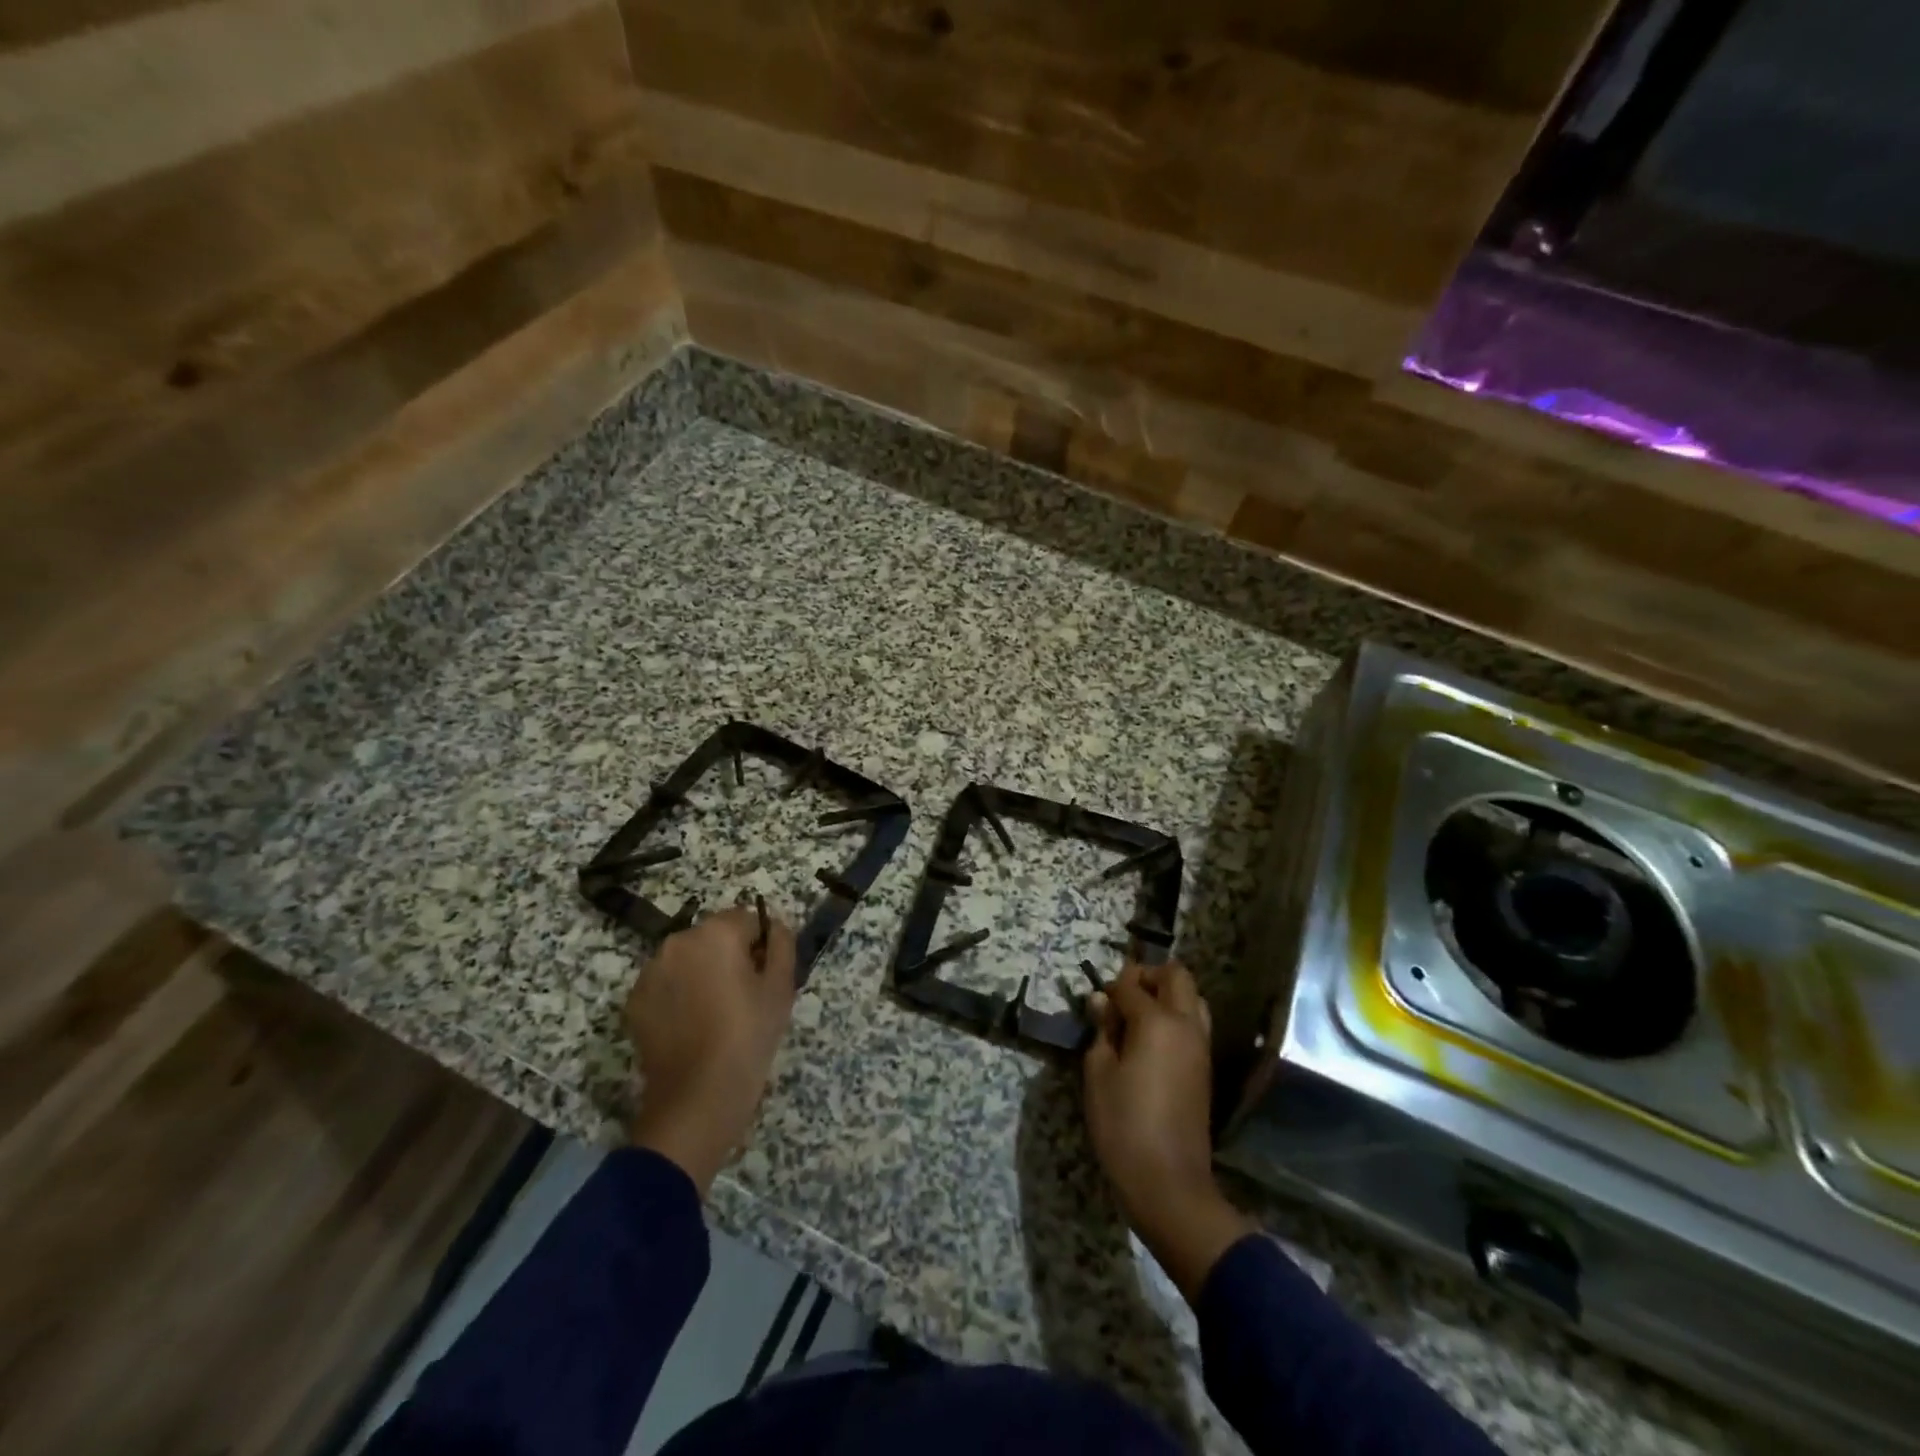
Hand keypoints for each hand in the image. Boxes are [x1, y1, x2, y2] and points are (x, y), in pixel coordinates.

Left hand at [625, 905, 796, 1195]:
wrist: (697, 1100)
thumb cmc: (748, 1037)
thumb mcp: (781, 988)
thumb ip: (782, 944)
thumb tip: (775, 926)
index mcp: (716, 933)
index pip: (748, 920)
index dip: (762, 946)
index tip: (766, 977)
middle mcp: (677, 941)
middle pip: (715, 936)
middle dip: (731, 956)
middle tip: (745, 996)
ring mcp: (650, 971)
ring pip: (689, 958)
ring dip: (703, 973)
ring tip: (717, 1013)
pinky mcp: (634, 1000)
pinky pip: (667, 983)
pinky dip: (680, 994)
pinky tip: (692, 1026)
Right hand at [1084, 961, 1255, 1301]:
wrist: (1169, 1183)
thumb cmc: (1124, 1124)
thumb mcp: (1098, 1074)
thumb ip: (1102, 1030)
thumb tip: (1102, 1001)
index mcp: (1157, 1021)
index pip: (1132, 984)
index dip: (1111, 987)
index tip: (1096, 1004)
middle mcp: (1186, 1024)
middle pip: (1177, 976)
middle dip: (1149, 976)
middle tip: (1122, 997)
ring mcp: (1201, 1046)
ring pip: (1192, 998)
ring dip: (1168, 995)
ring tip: (1137, 1019)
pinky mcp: (1205, 1067)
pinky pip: (1195, 1024)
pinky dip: (1176, 1017)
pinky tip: (1151, 1042)